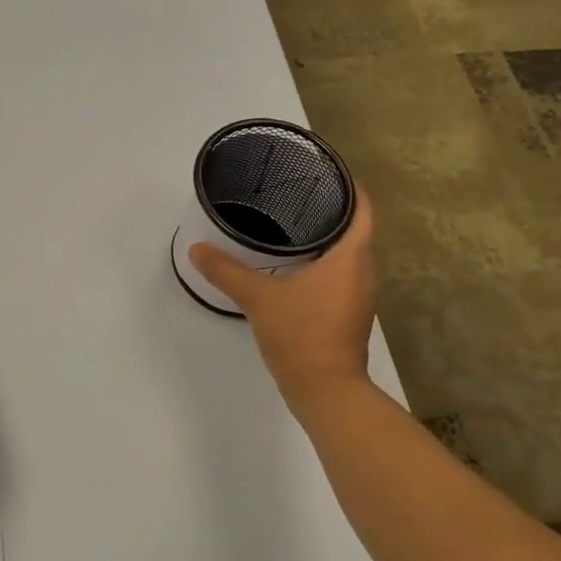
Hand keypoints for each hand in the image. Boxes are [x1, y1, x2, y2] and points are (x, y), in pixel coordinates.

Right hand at [188, 187, 378, 406]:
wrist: (326, 391)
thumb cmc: (301, 335)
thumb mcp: (258, 298)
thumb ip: (226, 270)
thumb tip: (197, 248)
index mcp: (351, 257)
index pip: (363, 208)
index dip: (350, 185)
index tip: (325, 169)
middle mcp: (363, 271)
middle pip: (356, 227)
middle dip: (332, 207)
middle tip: (296, 190)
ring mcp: (358, 294)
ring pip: (348, 252)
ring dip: (327, 235)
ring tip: (291, 220)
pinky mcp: (348, 313)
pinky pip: (340, 273)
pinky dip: (322, 260)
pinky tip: (292, 262)